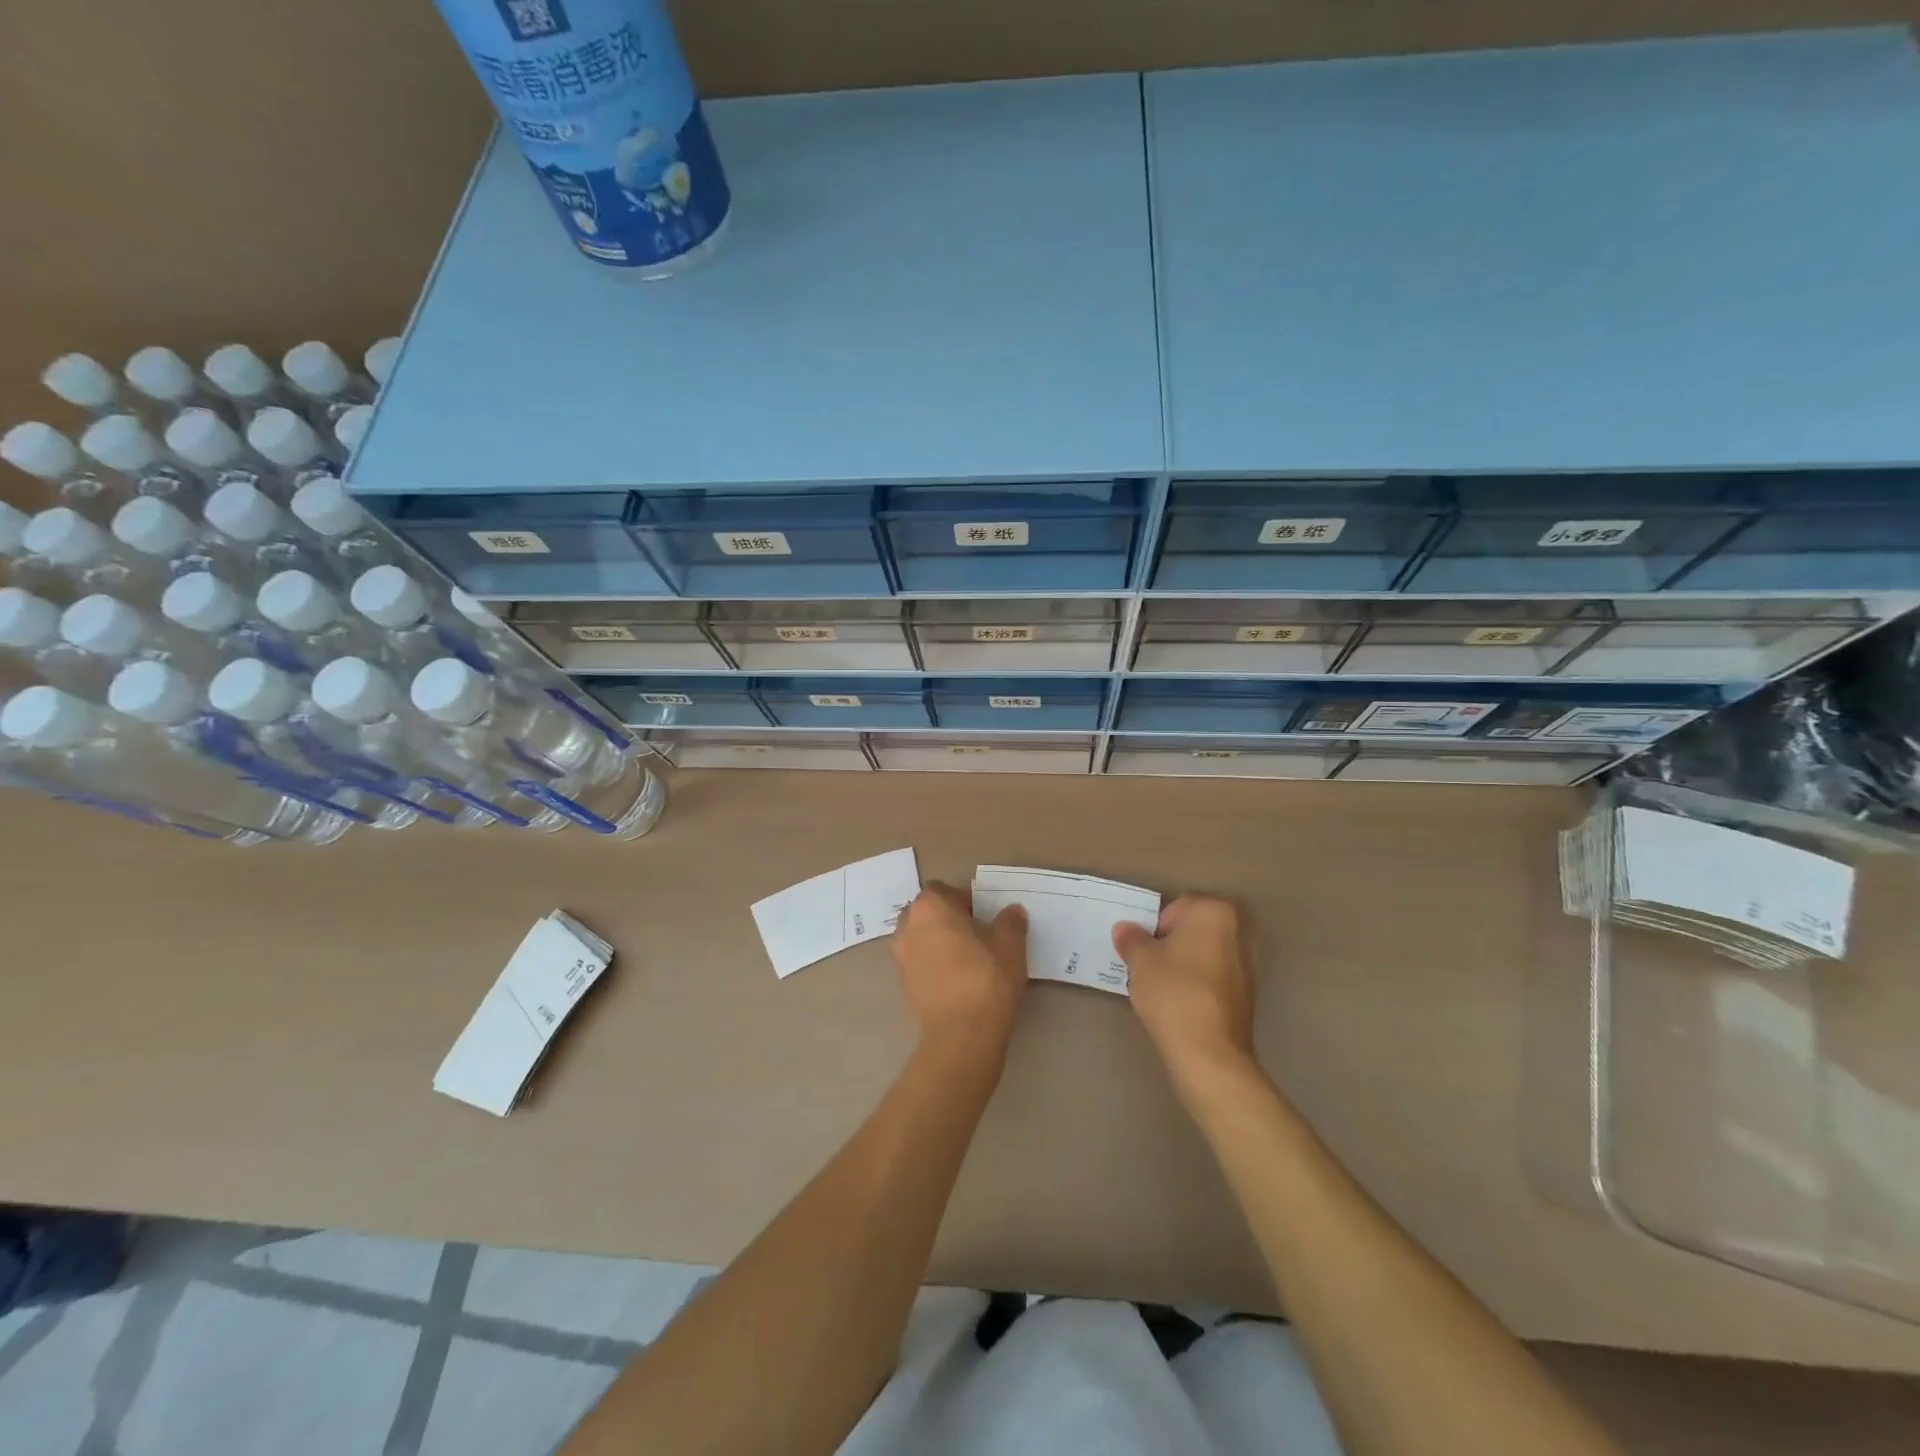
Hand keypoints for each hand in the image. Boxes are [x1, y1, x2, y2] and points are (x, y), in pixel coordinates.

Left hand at [893, 882, 1027, 1057]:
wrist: (962, 1035)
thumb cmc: (986, 978)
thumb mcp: (1010, 945)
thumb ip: (1011, 922)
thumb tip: (1012, 912)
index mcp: (929, 907)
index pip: (943, 890)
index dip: (964, 900)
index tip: (984, 917)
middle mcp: (907, 926)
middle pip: (927, 913)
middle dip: (948, 920)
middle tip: (977, 936)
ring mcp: (900, 957)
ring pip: (921, 939)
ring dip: (939, 943)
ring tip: (968, 960)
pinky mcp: (902, 985)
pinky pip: (920, 964)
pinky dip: (934, 966)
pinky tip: (958, 981)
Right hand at [1113, 895, 1255, 1087]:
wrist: (1209, 1052)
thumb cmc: (1173, 992)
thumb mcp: (1140, 961)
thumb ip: (1132, 939)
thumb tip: (1125, 929)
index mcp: (1215, 912)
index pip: (1175, 908)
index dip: (1153, 928)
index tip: (1142, 951)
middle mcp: (1238, 931)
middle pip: (1192, 930)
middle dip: (1171, 944)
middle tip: (1148, 966)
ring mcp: (1248, 964)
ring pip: (1203, 955)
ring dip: (1184, 965)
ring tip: (1162, 988)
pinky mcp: (1248, 994)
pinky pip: (1213, 978)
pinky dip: (1197, 985)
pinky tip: (1180, 1004)